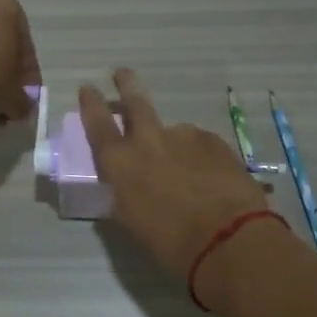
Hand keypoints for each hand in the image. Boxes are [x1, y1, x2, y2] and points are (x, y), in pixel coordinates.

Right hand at [79, 69, 272, 285]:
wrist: (228, 237)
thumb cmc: (171, 243)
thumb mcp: (133, 222)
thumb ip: (126, 194)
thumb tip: (128, 186)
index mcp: (121, 163)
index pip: (97, 124)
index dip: (91, 105)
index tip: (88, 87)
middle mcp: (149, 141)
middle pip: (135, 103)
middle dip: (127, 85)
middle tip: (122, 73)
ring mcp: (185, 136)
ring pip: (173, 132)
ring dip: (173, 143)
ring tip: (185, 168)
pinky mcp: (214, 141)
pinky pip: (199, 143)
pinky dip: (198, 155)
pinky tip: (208, 175)